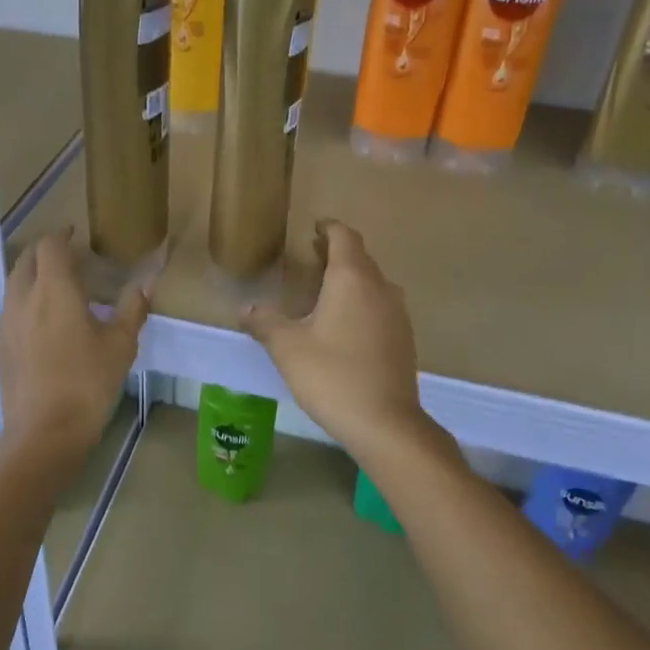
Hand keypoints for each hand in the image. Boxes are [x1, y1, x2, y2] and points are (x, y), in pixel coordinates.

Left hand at [0, 232, 146, 456]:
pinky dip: (26, 298)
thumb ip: (132, 308)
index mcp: (54, 288)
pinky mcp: (1, 344)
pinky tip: (43, 319)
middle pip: (27, 259)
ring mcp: (7, 322)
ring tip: (57, 284)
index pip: (50, 245)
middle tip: (68, 255)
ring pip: (15, 282)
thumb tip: (146, 283)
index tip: (76, 234)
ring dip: (32, 274)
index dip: (62, 235)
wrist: (44, 432)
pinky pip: (11, 307)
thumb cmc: (88, 382)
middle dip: (45, 250)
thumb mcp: (121, 344)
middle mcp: (23, 297)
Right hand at [240, 220, 433, 462]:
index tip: (314, 227)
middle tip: (311, 255)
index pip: (344, 237)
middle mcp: (380, 287)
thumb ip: (265, 322)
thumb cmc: (331, 374)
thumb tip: (246, 309)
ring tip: (325, 289)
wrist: (384, 421)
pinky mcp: (403, 338)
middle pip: (360, 258)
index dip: (329, 228)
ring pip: (373, 283)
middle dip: (337, 252)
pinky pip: (381, 306)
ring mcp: (397, 313)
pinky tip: (345, 325)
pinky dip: (362, 303)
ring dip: (351, 278)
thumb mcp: (287, 347)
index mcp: (352, 279)